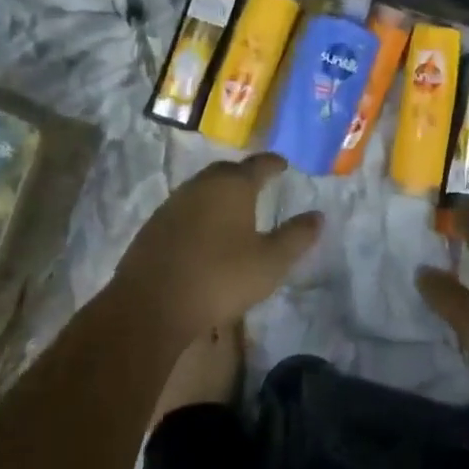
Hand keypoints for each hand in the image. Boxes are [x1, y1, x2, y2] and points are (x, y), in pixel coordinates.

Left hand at [109, 153, 322, 343]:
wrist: (151, 305)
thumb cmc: (220, 278)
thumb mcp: (270, 263)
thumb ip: (296, 237)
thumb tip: (318, 216)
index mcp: (233, 186)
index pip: (259, 164)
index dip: (273, 163)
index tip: (282, 164)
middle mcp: (202, 185)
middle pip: (227, 171)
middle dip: (244, 175)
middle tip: (258, 183)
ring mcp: (174, 203)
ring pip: (203, 188)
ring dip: (219, 193)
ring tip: (233, 207)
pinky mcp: (154, 225)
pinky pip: (185, 208)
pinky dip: (200, 212)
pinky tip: (204, 231)